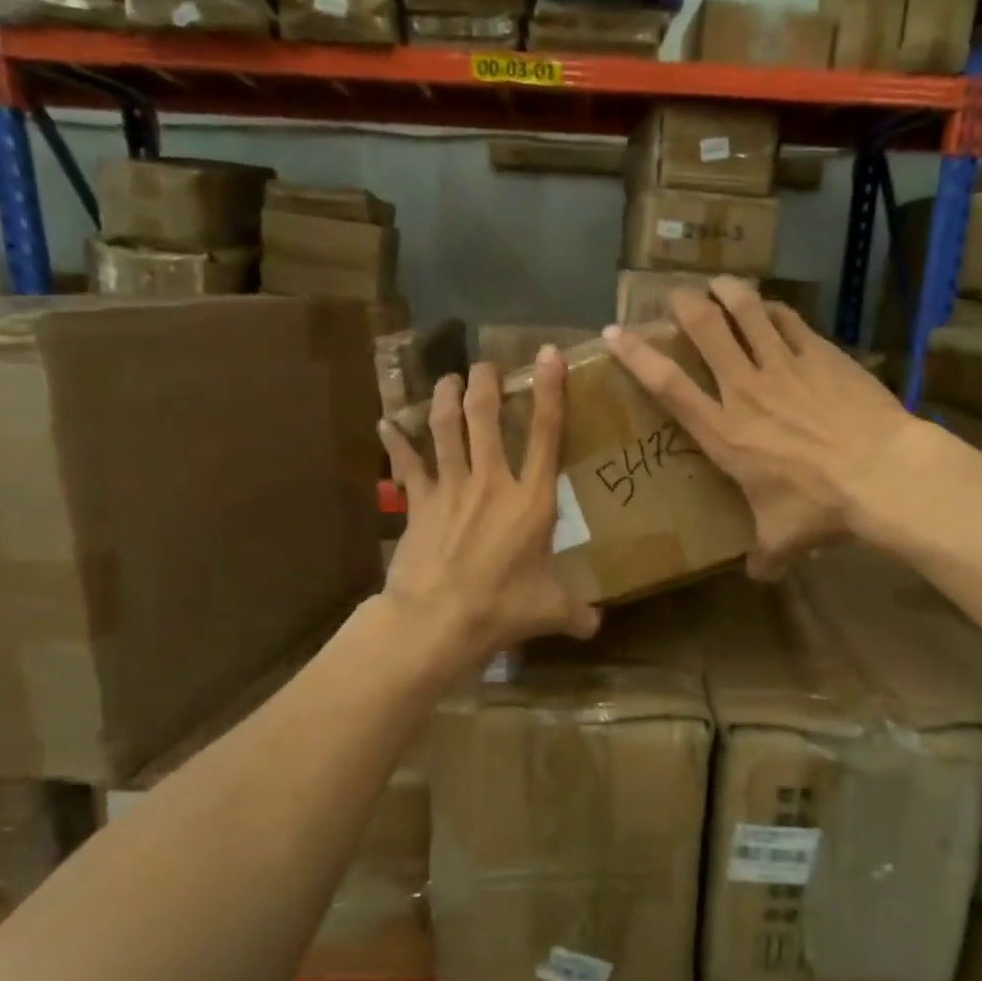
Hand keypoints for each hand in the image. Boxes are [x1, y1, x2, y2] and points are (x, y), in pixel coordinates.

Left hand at [378, 350, 600, 661]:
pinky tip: (386, 423)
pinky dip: (395, 442)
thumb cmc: (501, 608)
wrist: (437, 619)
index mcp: (531, 500)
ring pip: (446, 428)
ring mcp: (451, 487)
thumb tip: (596, 626)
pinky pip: (406, 464)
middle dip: (486, 382)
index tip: (547, 354)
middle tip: (485, 364)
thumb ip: (576, 612)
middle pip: (486, 416)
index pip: (545, 434)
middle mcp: (491, 481)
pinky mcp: (419, 502)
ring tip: (448, 378)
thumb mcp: (549, 611)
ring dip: (446, 398)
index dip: (549, 390)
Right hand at [604, 278, 910, 578]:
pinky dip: (773, 309)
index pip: (669, 385)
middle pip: (706, 330)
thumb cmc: (821, 506)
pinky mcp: (821, 355)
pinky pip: (789, 320)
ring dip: (728, 292)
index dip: (637, 355)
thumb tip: (759, 575)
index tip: (614, 332)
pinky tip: (769, 306)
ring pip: (747, 312)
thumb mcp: (783, 540)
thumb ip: (764, 555)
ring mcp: (785, 366)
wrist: (883, 474)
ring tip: (718, 283)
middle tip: (676, 296)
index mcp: (724, 432)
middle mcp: (746, 390)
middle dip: (684, 305)